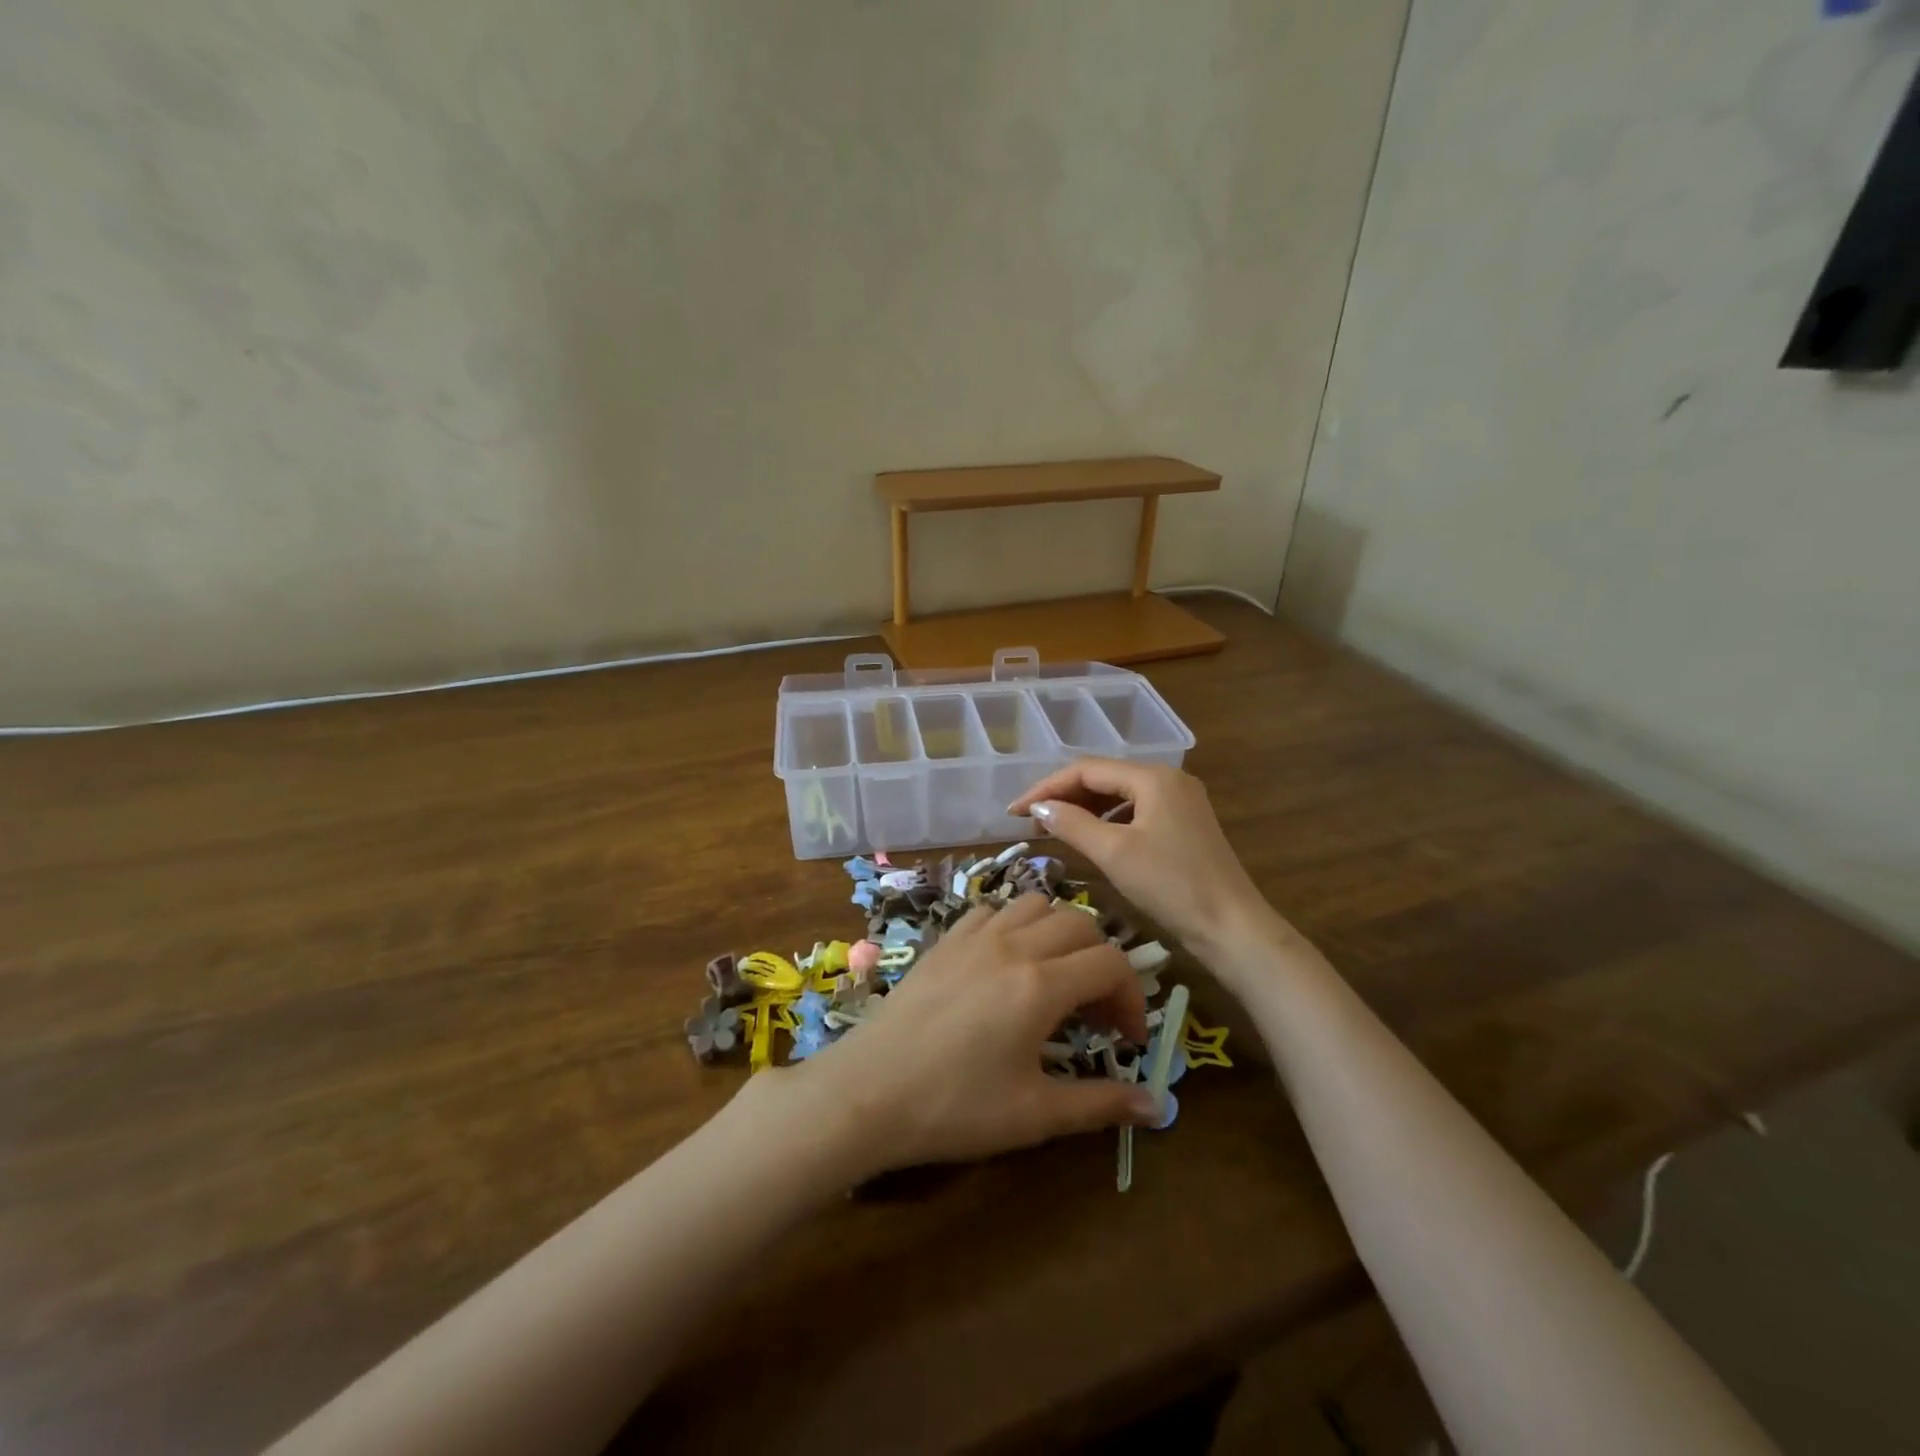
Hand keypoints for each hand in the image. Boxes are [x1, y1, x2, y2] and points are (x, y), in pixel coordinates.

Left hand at [779, 894, 1157, 1177]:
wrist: (868, 1092)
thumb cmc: (954, 1107)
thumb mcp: (1034, 1115)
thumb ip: (1100, 1104)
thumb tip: (1157, 1107)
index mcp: (1041, 985)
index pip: (1111, 964)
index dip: (1132, 998)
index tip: (1127, 1040)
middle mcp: (1013, 946)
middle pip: (1081, 924)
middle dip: (1102, 962)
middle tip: (1095, 1011)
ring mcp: (974, 936)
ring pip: (1036, 904)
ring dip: (1060, 933)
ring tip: (1055, 977)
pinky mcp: (944, 940)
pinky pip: (992, 910)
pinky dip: (1014, 925)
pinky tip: (1005, 963)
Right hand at [1008, 758, 1278, 964]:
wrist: (1233, 928)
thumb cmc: (1172, 886)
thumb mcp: (1115, 853)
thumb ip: (1072, 823)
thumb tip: (1038, 808)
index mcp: (1154, 777)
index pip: (1086, 770)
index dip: (1045, 788)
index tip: (1014, 812)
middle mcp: (1168, 780)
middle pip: (1103, 778)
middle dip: (1063, 796)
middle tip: (1029, 822)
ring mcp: (1180, 802)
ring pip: (1118, 796)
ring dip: (1083, 808)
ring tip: (1053, 829)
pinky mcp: (1183, 825)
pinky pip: (1134, 812)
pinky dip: (1106, 821)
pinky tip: (1091, 838)